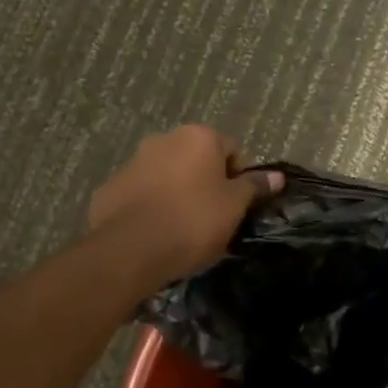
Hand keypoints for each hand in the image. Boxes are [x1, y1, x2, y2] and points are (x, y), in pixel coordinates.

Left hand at [88, 126, 283, 285]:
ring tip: (183, 229)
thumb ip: (254, 187)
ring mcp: (132, 162)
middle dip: (206, 183)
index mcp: (198, 137)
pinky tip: (156, 233)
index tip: (238, 206)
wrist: (130, 249)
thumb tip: (277, 176)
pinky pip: (141, 194)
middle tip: (214, 217)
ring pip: (167, 175)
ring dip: (178, 193)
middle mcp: (163, 139)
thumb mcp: (234, 206)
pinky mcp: (109, 188)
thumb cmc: (194, 221)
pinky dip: (151, 207)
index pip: (231, 149)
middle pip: (196, 159)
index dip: (239, 178)